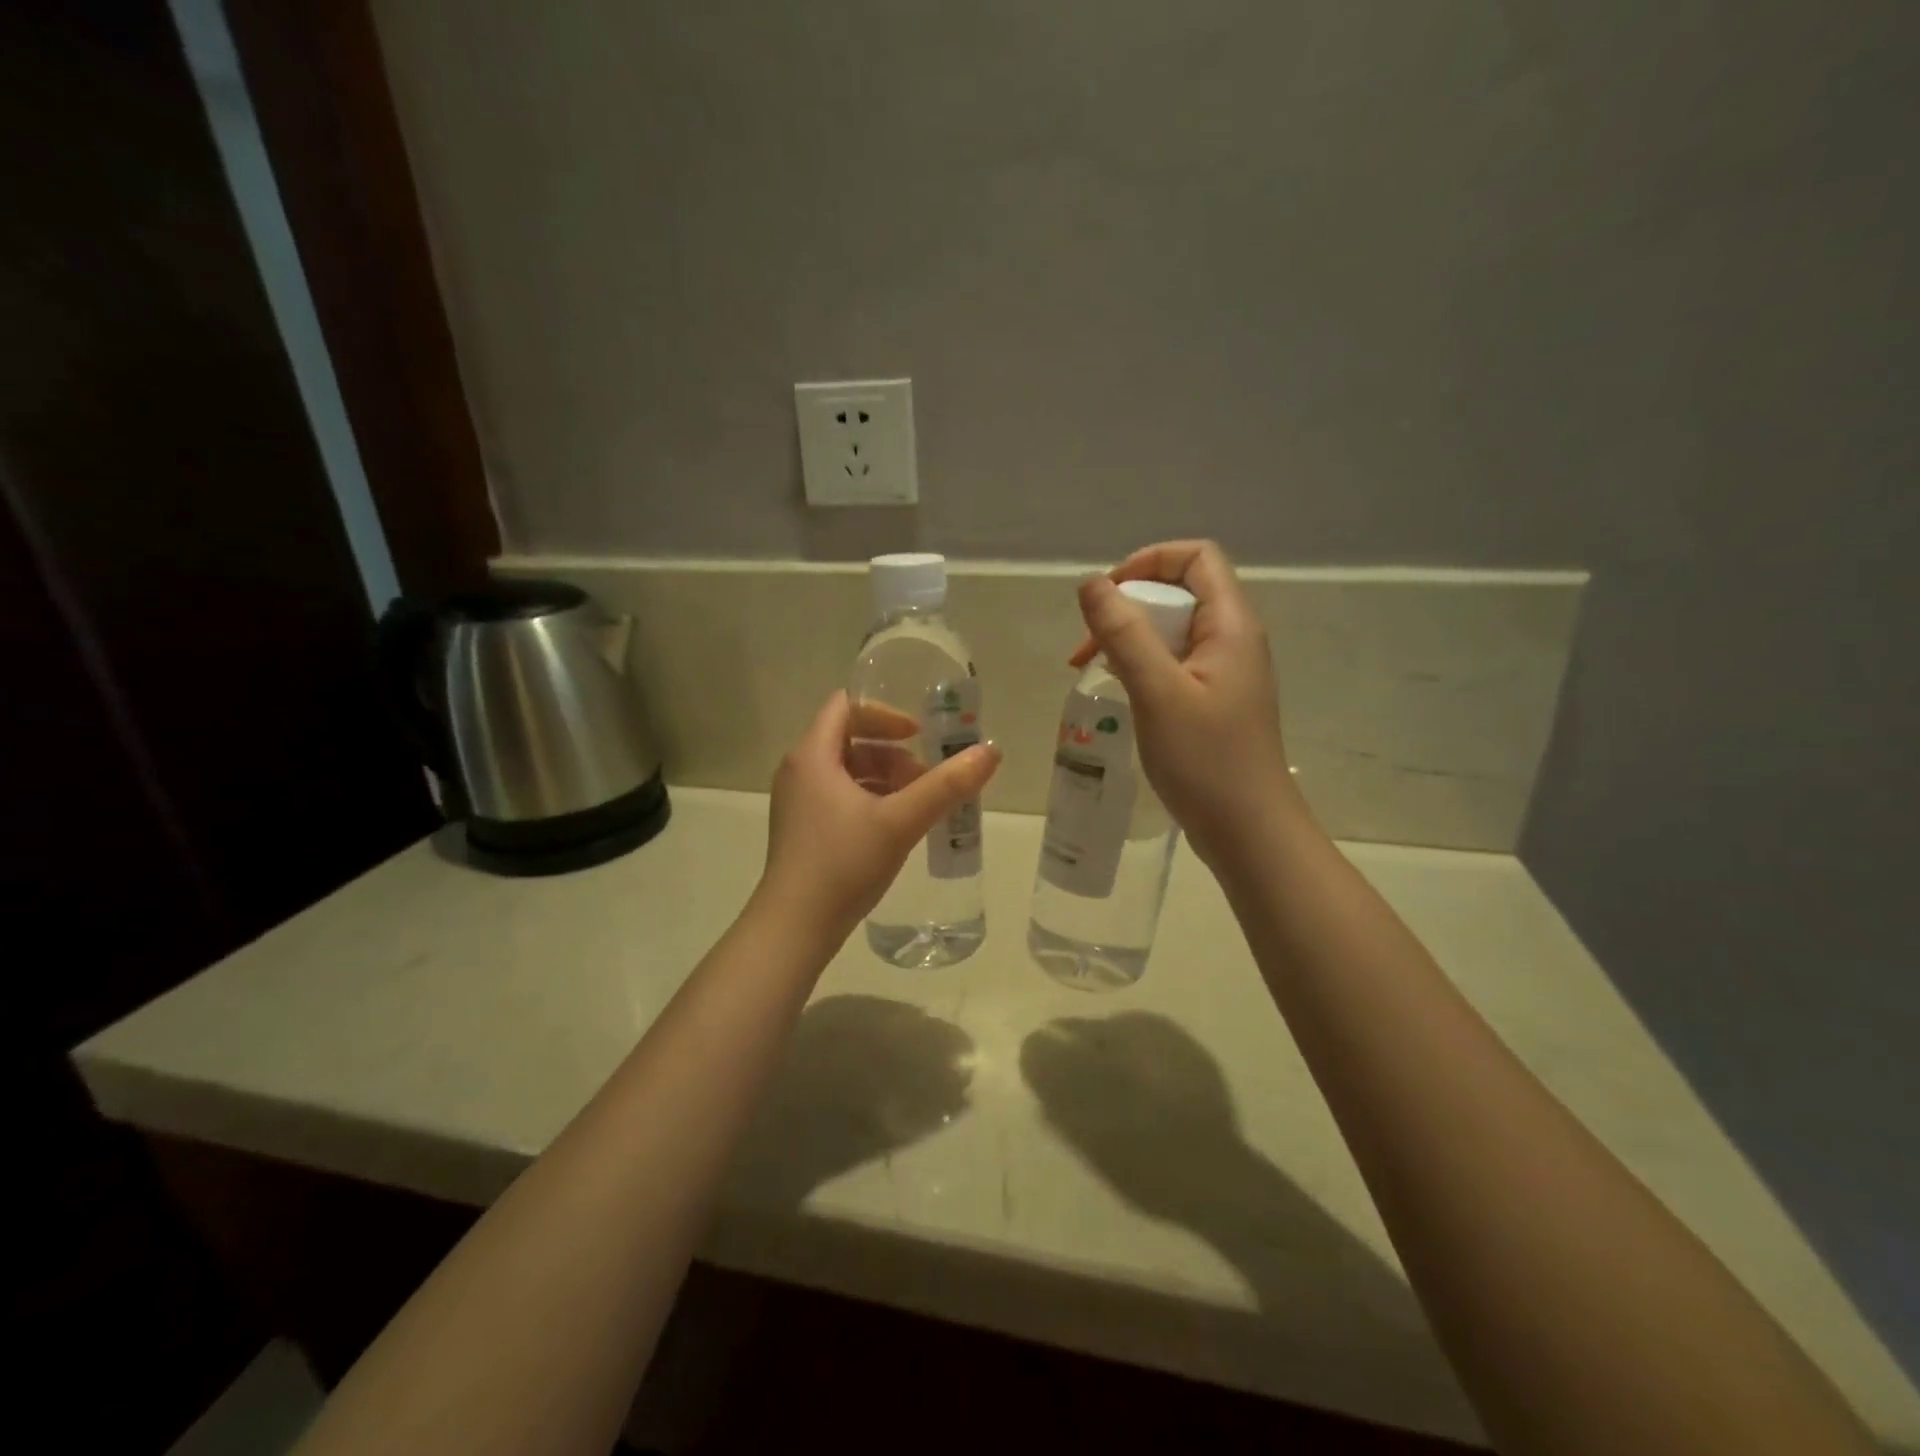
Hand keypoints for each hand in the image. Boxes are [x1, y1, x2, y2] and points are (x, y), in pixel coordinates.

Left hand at [755, 692, 1000, 947]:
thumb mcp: (900, 821)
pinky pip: (841, 797)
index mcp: (812, 755)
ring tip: (921, 803)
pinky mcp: (804, 830)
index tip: (919, 735)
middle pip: (850, 740)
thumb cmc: (843, 863)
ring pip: (848, 772)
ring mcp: (799, 803)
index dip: (885, 714)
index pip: (847, 707)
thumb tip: (991, 751)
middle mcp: (800, 771)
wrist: (794, 927)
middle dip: (894, 752)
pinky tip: (899, 827)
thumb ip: (947, 785)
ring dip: (887, 778)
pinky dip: (872, 800)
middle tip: (928, 774)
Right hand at [1069, 540, 1300, 865]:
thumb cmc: (1206, 761)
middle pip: (1180, 591)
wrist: (1248, 831)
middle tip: (1089, 645)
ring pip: (1173, 631)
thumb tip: (1091, 583)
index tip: (1106, 597)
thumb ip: (1123, 633)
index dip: (1148, 561)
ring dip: (1130, 639)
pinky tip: (1120, 692)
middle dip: (1128, 606)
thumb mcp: (1158, 691)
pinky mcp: (1214, 701)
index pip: (1195, 558)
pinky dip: (1142, 666)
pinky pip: (1174, 664)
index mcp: (1230, 625)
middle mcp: (1233, 639)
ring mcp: (1225, 673)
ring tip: (1093, 669)